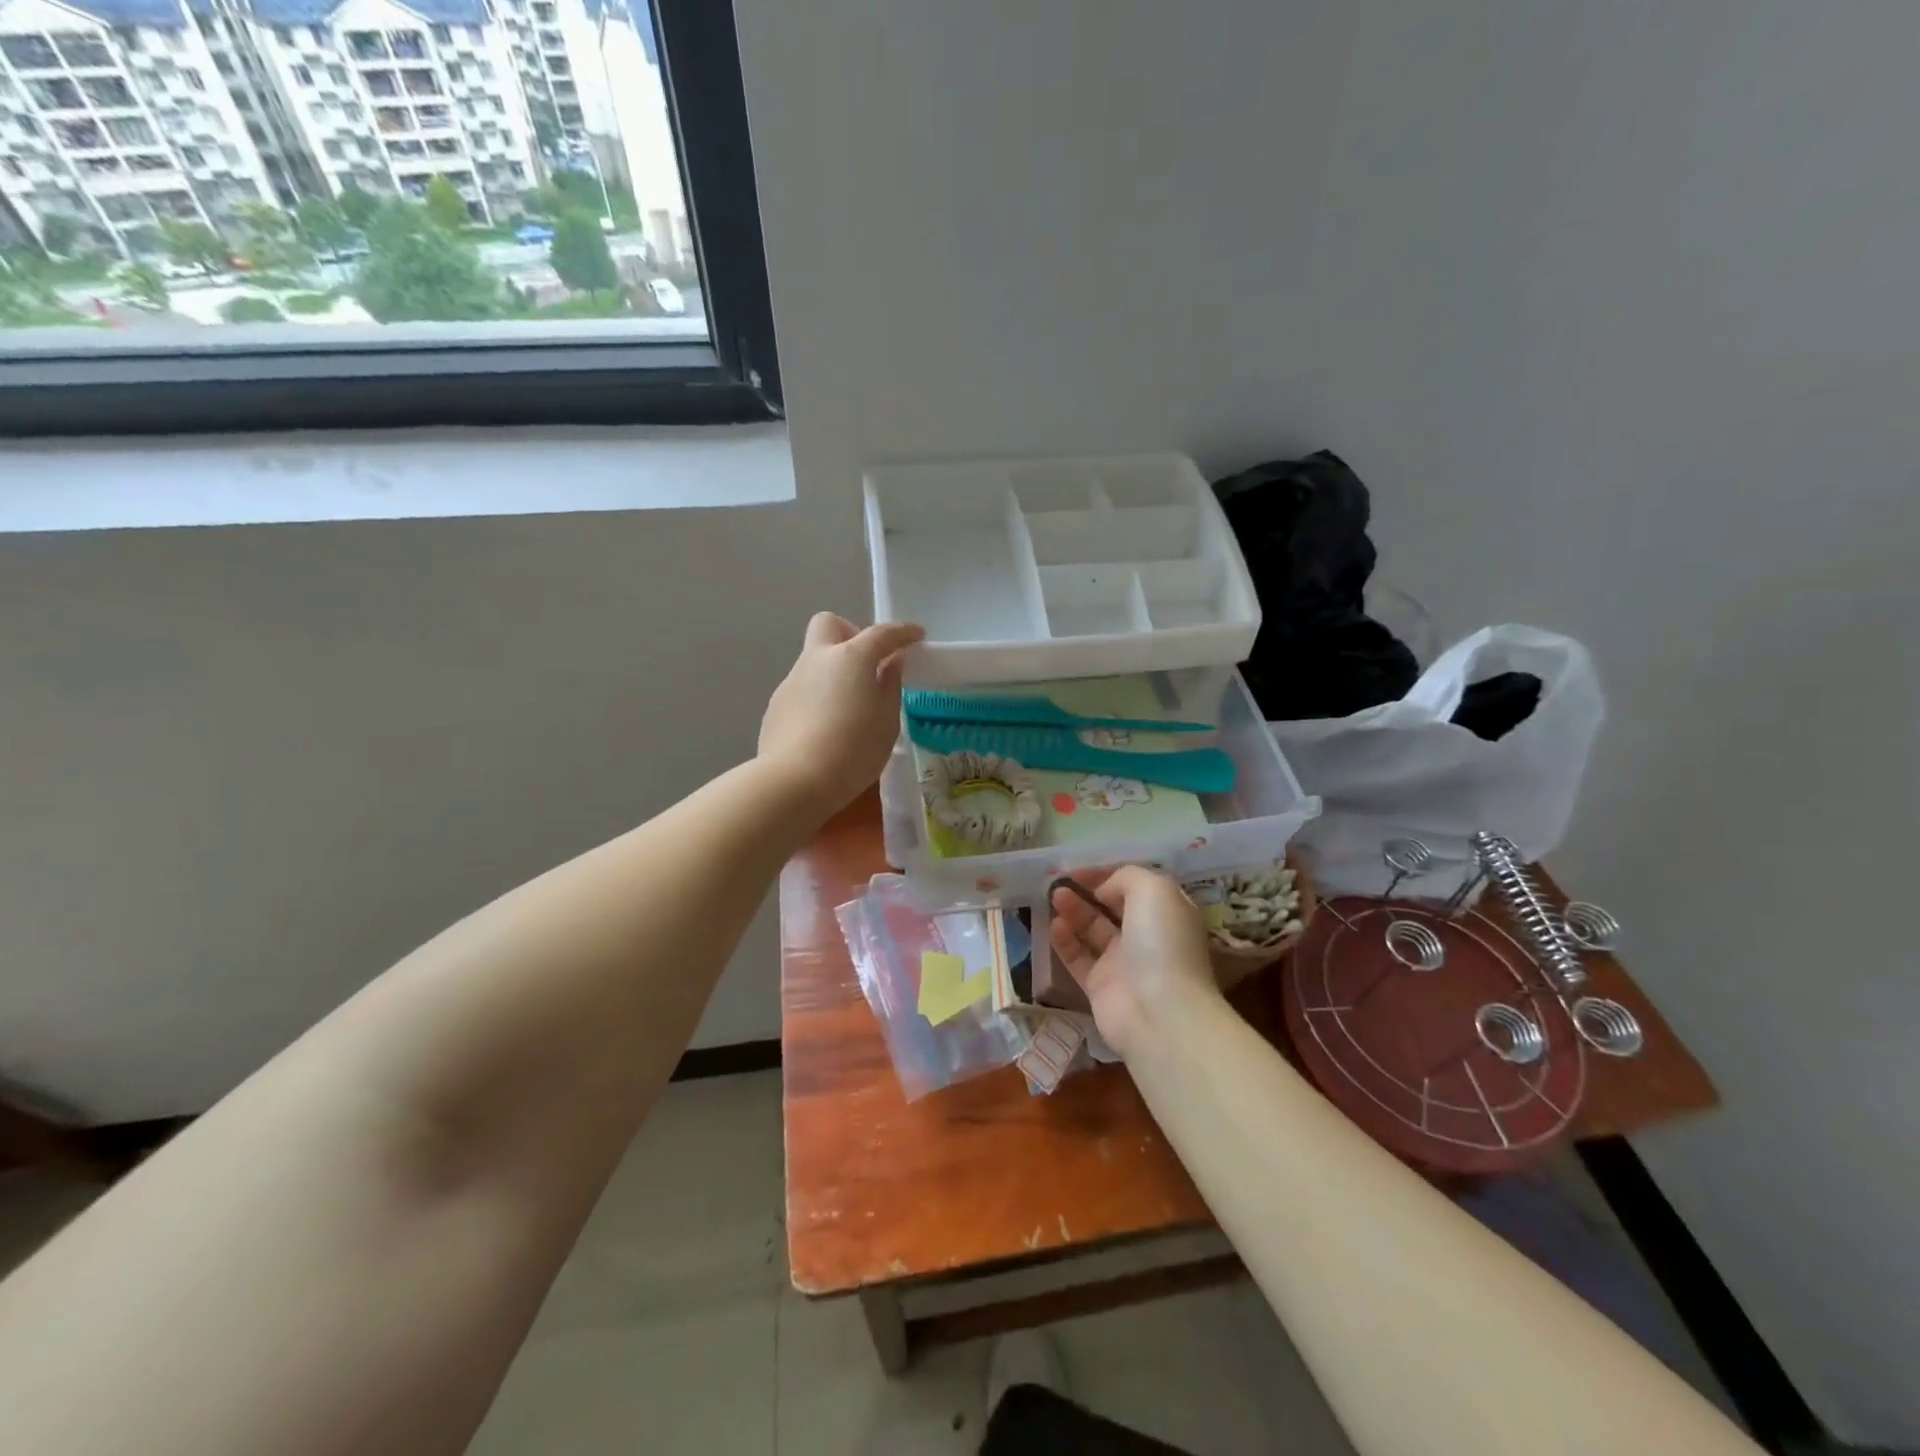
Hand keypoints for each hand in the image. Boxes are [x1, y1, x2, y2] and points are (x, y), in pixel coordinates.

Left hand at [758, 613, 924, 817]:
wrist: (795, 781)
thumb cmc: (854, 749)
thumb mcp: (887, 720)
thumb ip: (890, 685)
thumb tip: (891, 663)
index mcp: (850, 657)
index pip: (881, 634)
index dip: (902, 632)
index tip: (916, 636)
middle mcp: (817, 659)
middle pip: (829, 625)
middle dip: (850, 634)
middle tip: (867, 664)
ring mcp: (791, 681)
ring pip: (814, 660)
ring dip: (833, 672)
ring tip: (849, 709)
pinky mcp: (776, 707)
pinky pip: (802, 689)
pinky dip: (818, 698)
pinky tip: (825, 730)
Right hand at [1049, 866, 1221, 1058]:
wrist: (1160, 1013)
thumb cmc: (1162, 943)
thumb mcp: (1154, 889)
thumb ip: (1126, 877)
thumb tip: (1103, 889)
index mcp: (1167, 912)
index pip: (1135, 886)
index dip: (1108, 874)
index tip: (1082, 869)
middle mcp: (1147, 936)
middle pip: (1112, 907)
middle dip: (1088, 891)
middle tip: (1061, 880)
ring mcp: (1123, 963)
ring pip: (1093, 930)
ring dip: (1073, 911)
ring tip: (1055, 897)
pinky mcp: (1100, 986)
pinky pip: (1078, 958)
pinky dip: (1065, 941)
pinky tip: (1054, 925)